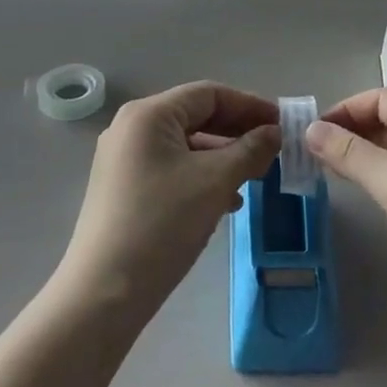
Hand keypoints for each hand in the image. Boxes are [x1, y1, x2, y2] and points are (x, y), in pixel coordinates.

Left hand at [58, 82, 278, 320]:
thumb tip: (274, 132)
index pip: (209, 94)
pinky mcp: (123, 188)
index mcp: (148, 114)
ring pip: (185, 145)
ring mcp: (123, 158)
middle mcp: (131, 127)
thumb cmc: (162, 224)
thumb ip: (250, 150)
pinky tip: (226, 201)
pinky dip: (201, 176)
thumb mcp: (215, 182)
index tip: (282, 123)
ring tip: (255, 178)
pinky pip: (171, 168)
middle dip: (237, 132)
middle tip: (273, 149)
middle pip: (196, 116)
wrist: (104, 292)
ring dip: (223, 157)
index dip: (249, 105)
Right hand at [307, 90, 386, 328]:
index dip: (343, 112)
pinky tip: (364, 188)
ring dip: (364, 154)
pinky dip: (382, 173)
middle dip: (350, 133)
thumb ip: (351, 153)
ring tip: (329, 170)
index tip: (310, 134)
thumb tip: (310, 129)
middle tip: (312, 155)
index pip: (380, 99)